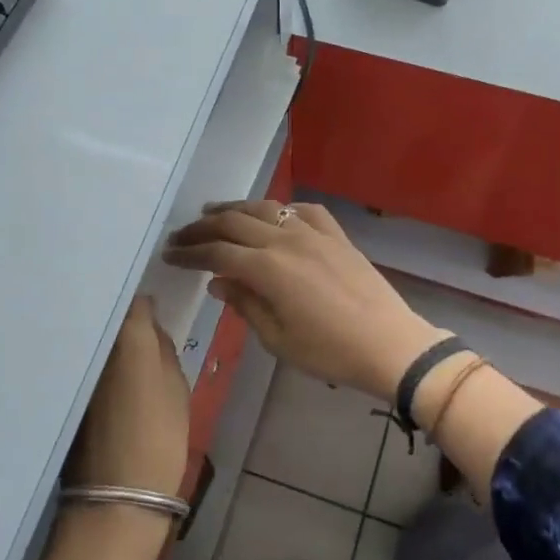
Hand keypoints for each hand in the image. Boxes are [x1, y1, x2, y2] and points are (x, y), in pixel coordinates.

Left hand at [67, 296, 190, 496]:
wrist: (117, 496)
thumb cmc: (160, 436)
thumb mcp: (176, 386)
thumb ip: (161, 347)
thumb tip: (149, 324)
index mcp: (127, 335)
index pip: (134, 300)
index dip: (142, 303)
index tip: (150, 311)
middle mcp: (92, 343)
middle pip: (105, 317)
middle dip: (117, 317)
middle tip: (135, 328)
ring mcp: (71, 366)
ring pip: (88, 339)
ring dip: (99, 339)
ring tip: (117, 350)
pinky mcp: (59, 391)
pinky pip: (76, 363)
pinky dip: (87, 363)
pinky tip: (99, 376)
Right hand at [163, 200, 446, 400]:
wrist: (389, 344)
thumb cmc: (329, 351)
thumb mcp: (277, 338)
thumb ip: (245, 304)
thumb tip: (218, 281)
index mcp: (267, 268)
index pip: (217, 252)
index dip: (190, 253)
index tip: (170, 255)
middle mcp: (286, 240)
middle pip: (234, 222)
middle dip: (203, 227)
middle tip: (182, 235)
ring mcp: (314, 233)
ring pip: (266, 208)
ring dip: (235, 209)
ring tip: (214, 213)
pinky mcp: (337, 235)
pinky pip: (303, 211)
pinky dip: (281, 209)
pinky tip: (274, 216)